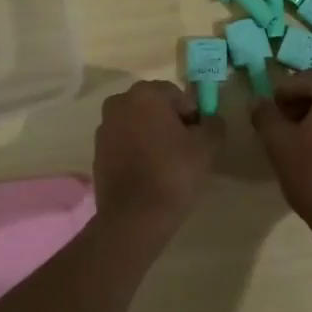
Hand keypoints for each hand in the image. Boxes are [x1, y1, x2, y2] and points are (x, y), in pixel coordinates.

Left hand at [92, 80, 222, 241]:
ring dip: (152, 135)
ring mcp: (104, 127)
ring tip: (167, 163)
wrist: (134, 217)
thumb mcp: (206, 147)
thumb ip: (213, 125)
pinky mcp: (97, 151)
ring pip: (138, 124)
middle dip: (170, 123)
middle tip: (185, 151)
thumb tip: (210, 120)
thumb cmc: (173, 173)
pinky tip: (148, 172)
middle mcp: (119, 102)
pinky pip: (124, 142)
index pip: (177, 96)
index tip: (198, 140)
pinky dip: (137, 150)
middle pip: (155, 107)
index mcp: (145, 94)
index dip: (192, 116)